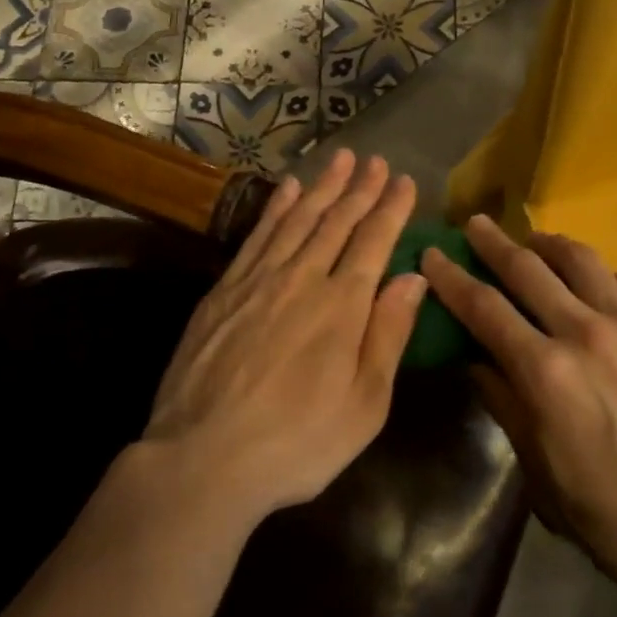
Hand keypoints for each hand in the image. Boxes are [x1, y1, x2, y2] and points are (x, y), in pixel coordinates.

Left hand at [143, 150, 425, 527]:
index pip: (374, 241)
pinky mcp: (225, 289)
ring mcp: (260, 279)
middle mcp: (303, 278)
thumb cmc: (297, 442)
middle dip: (360, 188)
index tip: (404, 181)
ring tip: (340, 158)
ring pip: (299, 219)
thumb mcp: (364, 405)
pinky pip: (258, 235)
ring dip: (322, 186)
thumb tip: (413, 277)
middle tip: (376, 159)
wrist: (203, 459)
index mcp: (342, 305)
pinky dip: (276, 208)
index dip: (391, 208)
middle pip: (337, 221)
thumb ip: (389, 334)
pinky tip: (287, 190)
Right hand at [421, 215, 616, 600]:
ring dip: (549, 244)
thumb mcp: (537, 467)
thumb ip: (503, 402)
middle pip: (528, 269)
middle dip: (493, 243)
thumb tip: (475, 357)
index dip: (452, 277)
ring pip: (582, 260)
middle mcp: (586, 334)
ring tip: (535, 242)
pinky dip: (609, 276)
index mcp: (545, 372)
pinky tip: (602, 286)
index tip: (432, 254)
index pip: (484, 307)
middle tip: (475, 224)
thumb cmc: (607, 514)